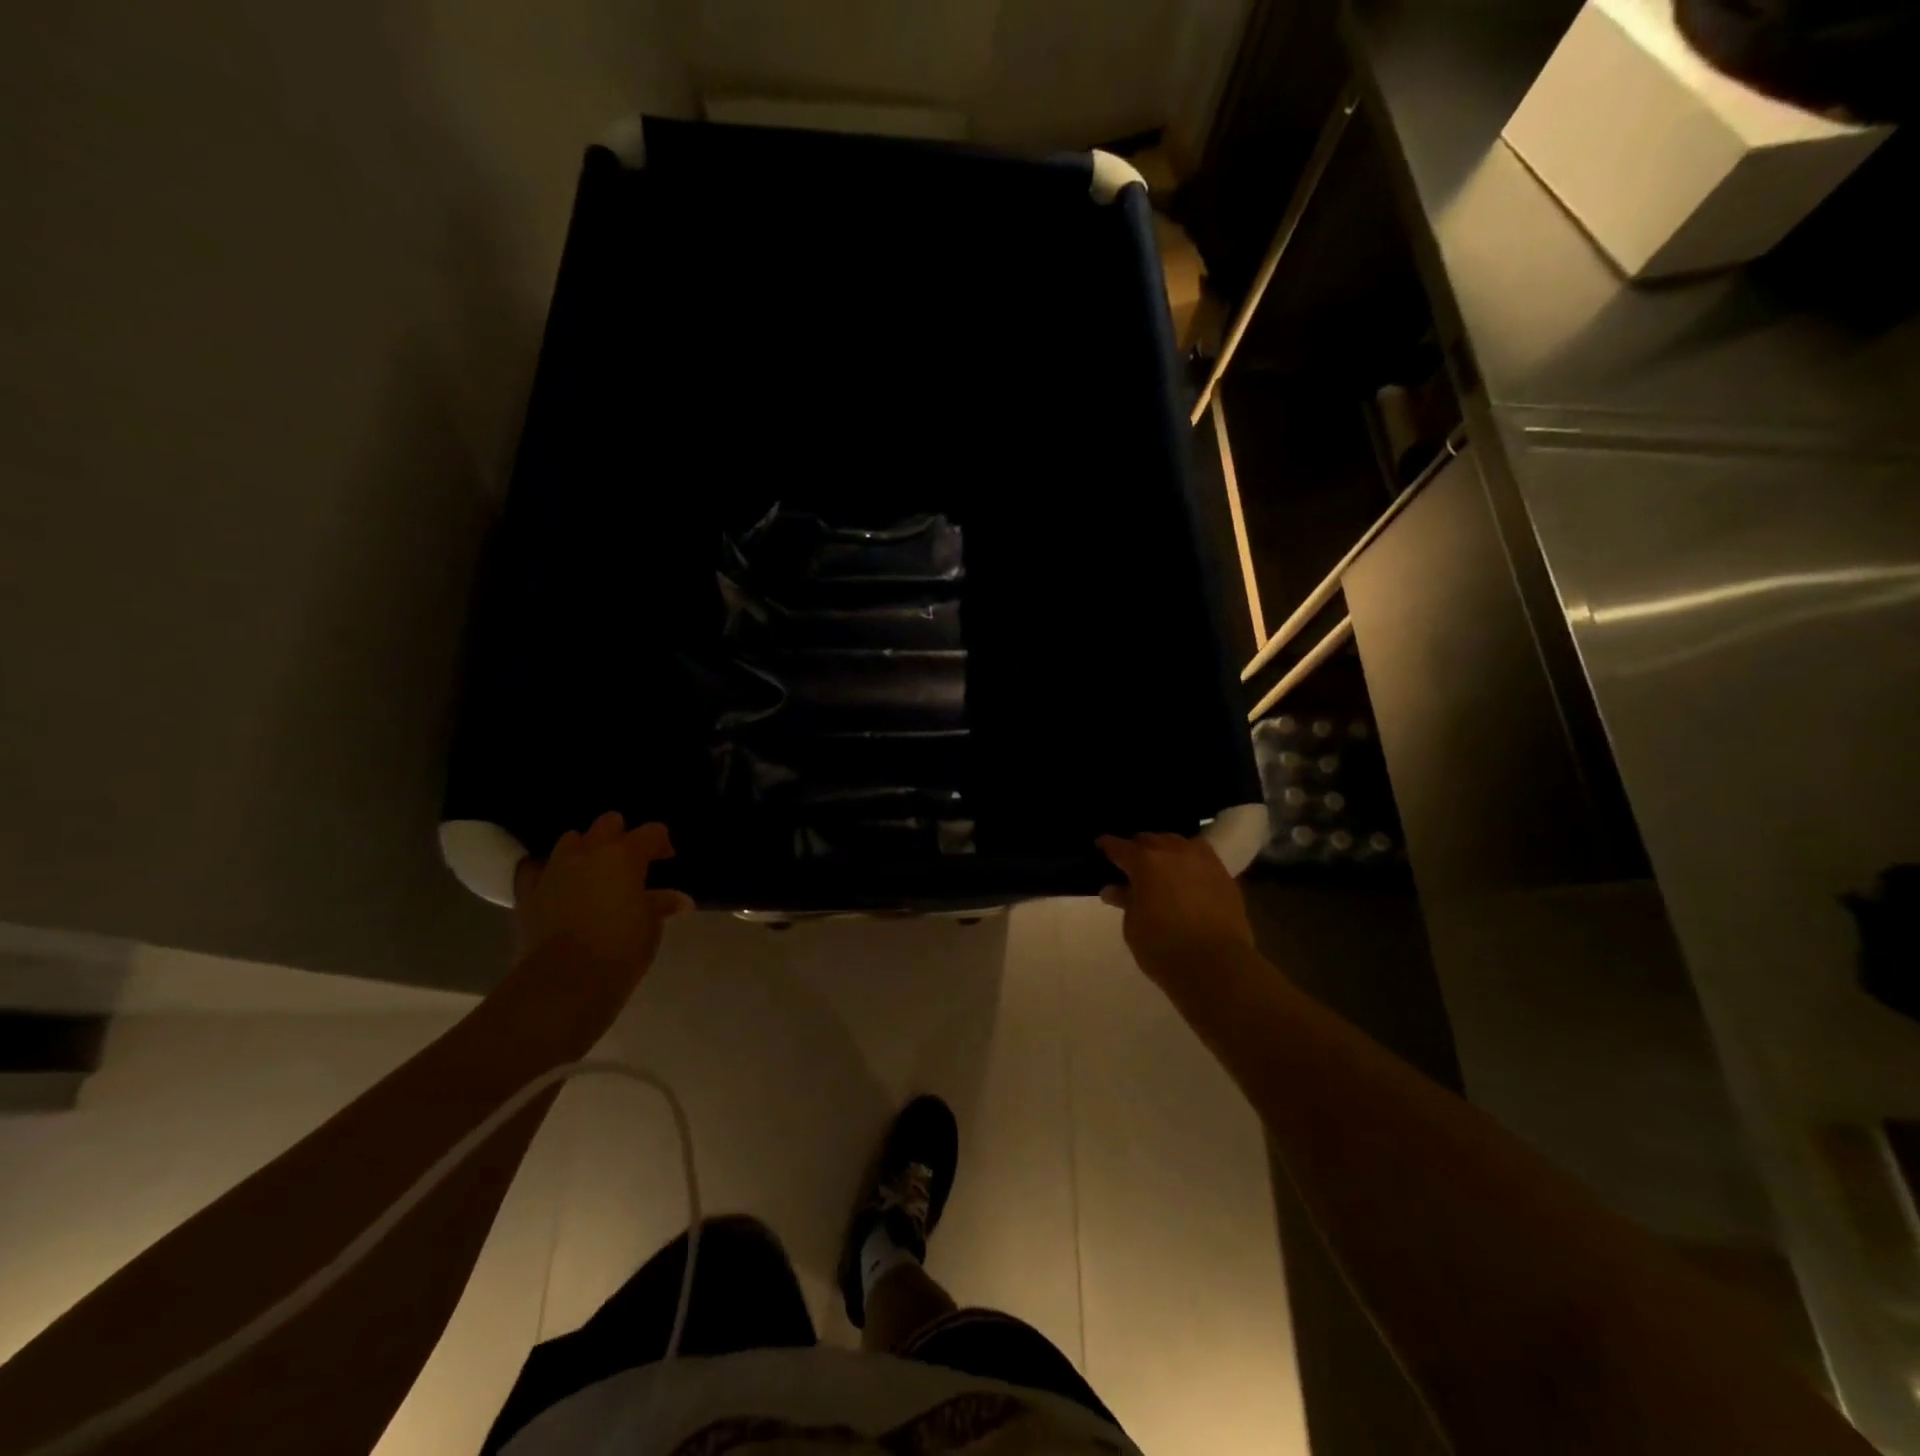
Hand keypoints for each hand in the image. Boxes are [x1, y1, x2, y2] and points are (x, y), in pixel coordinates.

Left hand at [513, 813, 692, 992]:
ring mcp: (554, 870)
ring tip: (594, 871)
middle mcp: (588, 853)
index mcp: (625, 855)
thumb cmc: (621, 948)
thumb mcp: (651, 925)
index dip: (662, 843)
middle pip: (607, 823)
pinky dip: (546, 872)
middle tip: (631, 861)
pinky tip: (555, 884)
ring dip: (585, 849)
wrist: (566, 981)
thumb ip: (660, 904)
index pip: (651, 832)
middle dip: (622, 836)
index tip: (667, 861)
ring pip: (570, 840)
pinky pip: (534, 869)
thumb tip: (678, 900)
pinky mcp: (528, 893)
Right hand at [1096, 832, 1254, 984]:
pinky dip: (1189, 860)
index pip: (1119, 846)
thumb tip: (1114, 889)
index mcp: (1145, 862)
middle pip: (1150, 839)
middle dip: (1137, 848)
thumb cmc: (1164, 948)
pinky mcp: (1224, 874)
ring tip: (1161, 864)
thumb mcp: (1133, 927)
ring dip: (1165, 849)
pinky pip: (1201, 856)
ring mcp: (1202, 860)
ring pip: (1178, 842)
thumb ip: (1125, 902)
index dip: (1107, 846)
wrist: (1217, 966)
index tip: (1100, 847)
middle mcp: (1173, 852)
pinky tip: (1187, 873)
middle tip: (1131, 863)